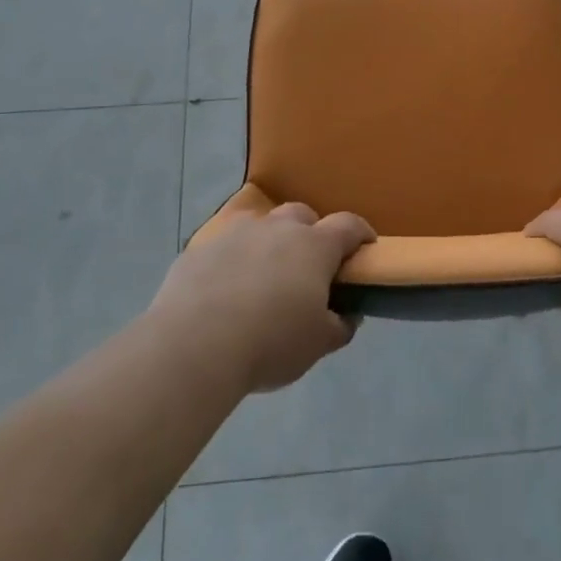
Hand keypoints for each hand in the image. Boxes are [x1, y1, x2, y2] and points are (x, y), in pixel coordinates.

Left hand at [150, 203, 374, 392]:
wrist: (194, 345)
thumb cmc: (271, 342)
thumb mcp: (318, 344)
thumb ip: (339, 325)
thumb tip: (346, 314)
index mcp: (314, 246)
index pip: (348, 225)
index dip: (360, 233)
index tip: (365, 247)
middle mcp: (276, 229)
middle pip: (301, 215)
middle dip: (310, 233)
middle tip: (309, 266)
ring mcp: (234, 234)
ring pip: (259, 225)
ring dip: (268, 242)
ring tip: (263, 276)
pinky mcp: (199, 249)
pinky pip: (223, 247)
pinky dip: (232, 260)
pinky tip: (224, 290)